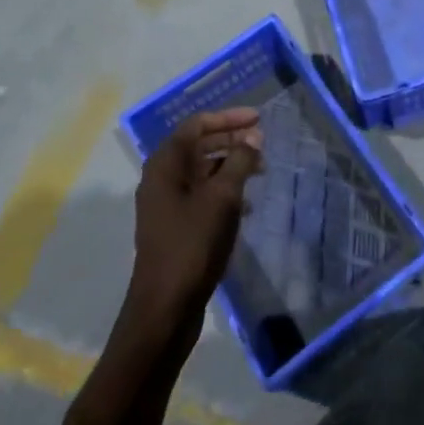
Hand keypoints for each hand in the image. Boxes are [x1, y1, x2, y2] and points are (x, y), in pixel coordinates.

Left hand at [126, 109, 262, 330]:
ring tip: (260, 172)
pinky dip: (224, 191)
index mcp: (165, 164)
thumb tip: (253, 135)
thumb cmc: (193, 244)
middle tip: (262, 144)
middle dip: (231, 140)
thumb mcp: (223, 198)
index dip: (228, 117)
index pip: (197, 124)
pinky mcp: (174, 226)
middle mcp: (161, 178)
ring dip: (230, 166)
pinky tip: (247, 205)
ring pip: (201, 171)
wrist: (165, 307)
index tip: (258, 118)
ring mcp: (165, 203)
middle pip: (198, 145)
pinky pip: (201, 194)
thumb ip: (239, 161)